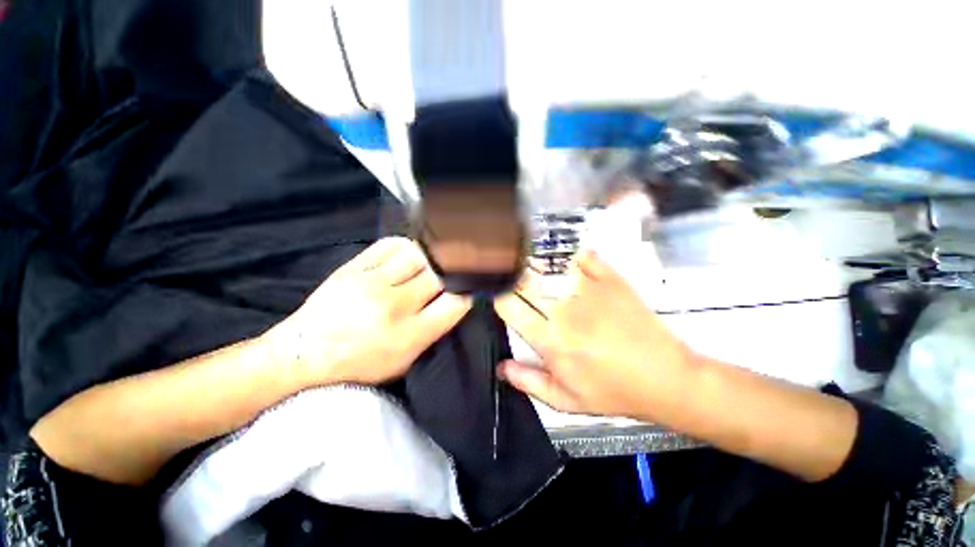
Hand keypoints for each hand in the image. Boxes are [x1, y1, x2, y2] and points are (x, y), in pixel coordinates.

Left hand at [264, 237, 472, 385]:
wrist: (303, 354)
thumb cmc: (359, 364)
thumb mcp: (404, 361)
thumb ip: (434, 331)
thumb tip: (456, 301)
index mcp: (409, 335)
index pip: (456, 302)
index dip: (468, 291)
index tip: (469, 287)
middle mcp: (393, 305)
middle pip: (440, 274)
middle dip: (453, 271)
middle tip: (455, 270)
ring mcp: (371, 282)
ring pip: (419, 254)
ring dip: (432, 257)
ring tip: (432, 261)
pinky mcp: (353, 267)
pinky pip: (391, 245)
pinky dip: (406, 247)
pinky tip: (408, 255)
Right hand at [494, 249, 693, 418]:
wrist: (666, 378)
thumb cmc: (614, 392)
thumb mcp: (567, 401)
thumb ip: (529, 382)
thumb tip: (500, 367)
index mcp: (550, 339)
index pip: (509, 306)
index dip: (497, 296)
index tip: (497, 295)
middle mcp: (564, 309)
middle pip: (524, 280)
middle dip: (511, 277)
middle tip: (511, 278)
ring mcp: (588, 289)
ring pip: (548, 265)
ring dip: (534, 263)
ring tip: (529, 265)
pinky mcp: (610, 279)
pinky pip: (581, 256)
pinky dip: (568, 255)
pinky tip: (564, 259)